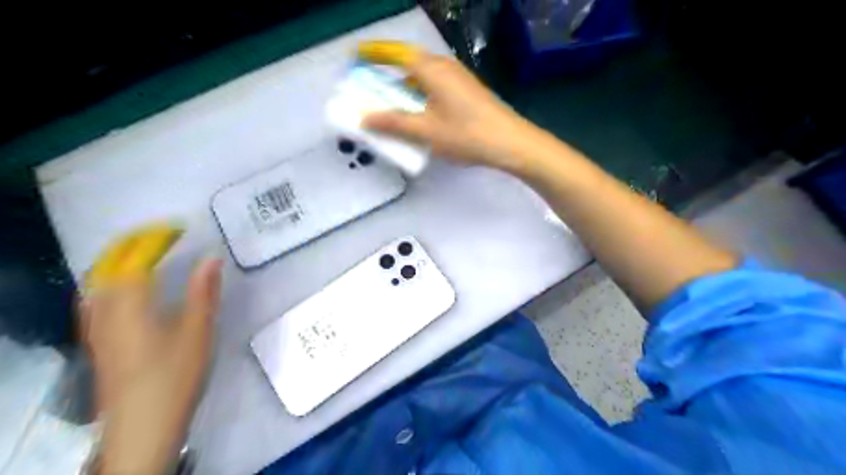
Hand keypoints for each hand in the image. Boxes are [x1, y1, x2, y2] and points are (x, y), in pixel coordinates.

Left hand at [80, 225, 219, 473]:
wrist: (142, 425)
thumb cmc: (174, 376)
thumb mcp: (197, 331)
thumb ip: (202, 292)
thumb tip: (211, 258)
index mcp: (130, 305)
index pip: (135, 259)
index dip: (155, 238)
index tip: (179, 228)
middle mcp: (105, 310)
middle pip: (108, 266)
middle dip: (133, 244)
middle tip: (162, 235)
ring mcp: (96, 327)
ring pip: (98, 282)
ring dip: (120, 261)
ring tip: (146, 253)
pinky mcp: (98, 342)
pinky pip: (97, 299)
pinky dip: (111, 282)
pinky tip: (126, 289)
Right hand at [359, 42, 549, 173]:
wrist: (511, 143)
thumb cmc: (467, 135)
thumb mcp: (426, 131)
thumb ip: (394, 123)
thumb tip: (364, 117)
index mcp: (432, 69)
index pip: (396, 52)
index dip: (374, 52)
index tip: (355, 55)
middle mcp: (444, 67)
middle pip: (409, 64)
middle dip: (387, 74)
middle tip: (370, 90)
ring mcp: (458, 78)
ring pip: (423, 77)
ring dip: (404, 88)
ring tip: (391, 108)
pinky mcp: (466, 91)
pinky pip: (435, 87)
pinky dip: (420, 96)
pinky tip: (419, 116)